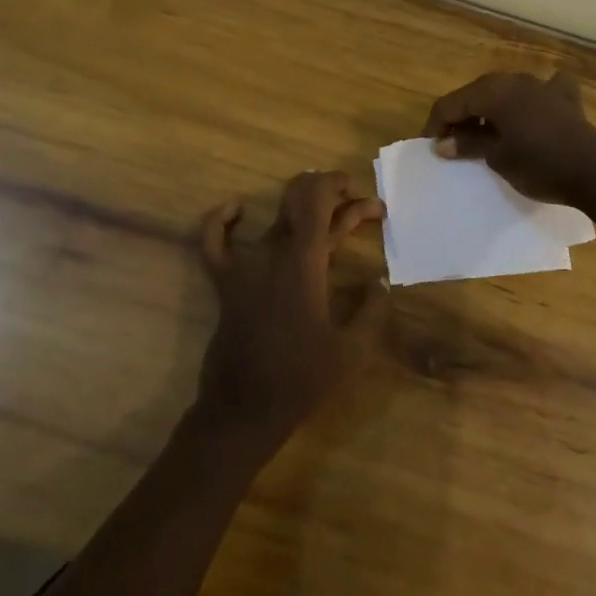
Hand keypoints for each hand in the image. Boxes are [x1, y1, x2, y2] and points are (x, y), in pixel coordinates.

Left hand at [194, 172, 388, 457]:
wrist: (244, 410)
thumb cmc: (301, 379)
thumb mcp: (353, 351)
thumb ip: (373, 311)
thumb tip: (380, 282)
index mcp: (303, 261)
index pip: (317, 198)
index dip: (339, 184)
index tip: (363, 195)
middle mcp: (272, 252)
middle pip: (298, 199)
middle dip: (331, 192)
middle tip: (357, 205)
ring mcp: (245, 265)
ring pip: (275, 218)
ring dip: (303, 209)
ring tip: (328, 211)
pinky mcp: (225, 282)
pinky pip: (215, 242)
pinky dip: (223, 220)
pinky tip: (236, 208)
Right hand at [423, 71, 595, 207]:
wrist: (595, 171)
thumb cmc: (539, 165)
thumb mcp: (497, 158)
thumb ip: (469, 144)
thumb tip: (442, 143)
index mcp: (492, 92)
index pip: (451, 103)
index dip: (436, 124)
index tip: (430, 146)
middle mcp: (514, 80)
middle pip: (476, 93)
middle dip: (461, 115)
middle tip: (452, 142)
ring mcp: (541, 85)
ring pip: (505, 91)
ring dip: (490, 108)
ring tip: (484, 132)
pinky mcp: (564, 98)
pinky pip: (540, 91)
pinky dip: (530, 99)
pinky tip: (533, 108)